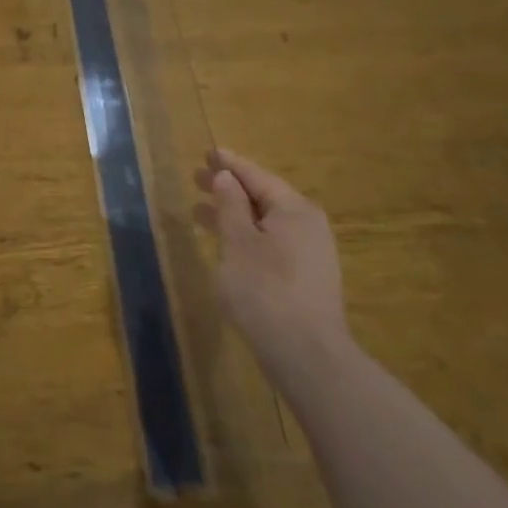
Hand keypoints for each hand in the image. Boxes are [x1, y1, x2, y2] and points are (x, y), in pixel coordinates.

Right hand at [195, 148, 345, 368]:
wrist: (305, 355)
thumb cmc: (265, 290)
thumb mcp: (238, 242)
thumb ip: (230, 206)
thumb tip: (226, 177)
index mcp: (294, 210)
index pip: (257, 176)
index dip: (230, 164)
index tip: (208, 152)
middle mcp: (308, 226)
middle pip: (263, 198)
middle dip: (229, 189)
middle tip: (197, 178)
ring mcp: (310, 254)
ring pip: (265, 224)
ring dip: (233, 215)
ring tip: (199, 211)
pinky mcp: (305, 279)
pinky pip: (271, 244)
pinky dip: (246, 237)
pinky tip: (226, 245)